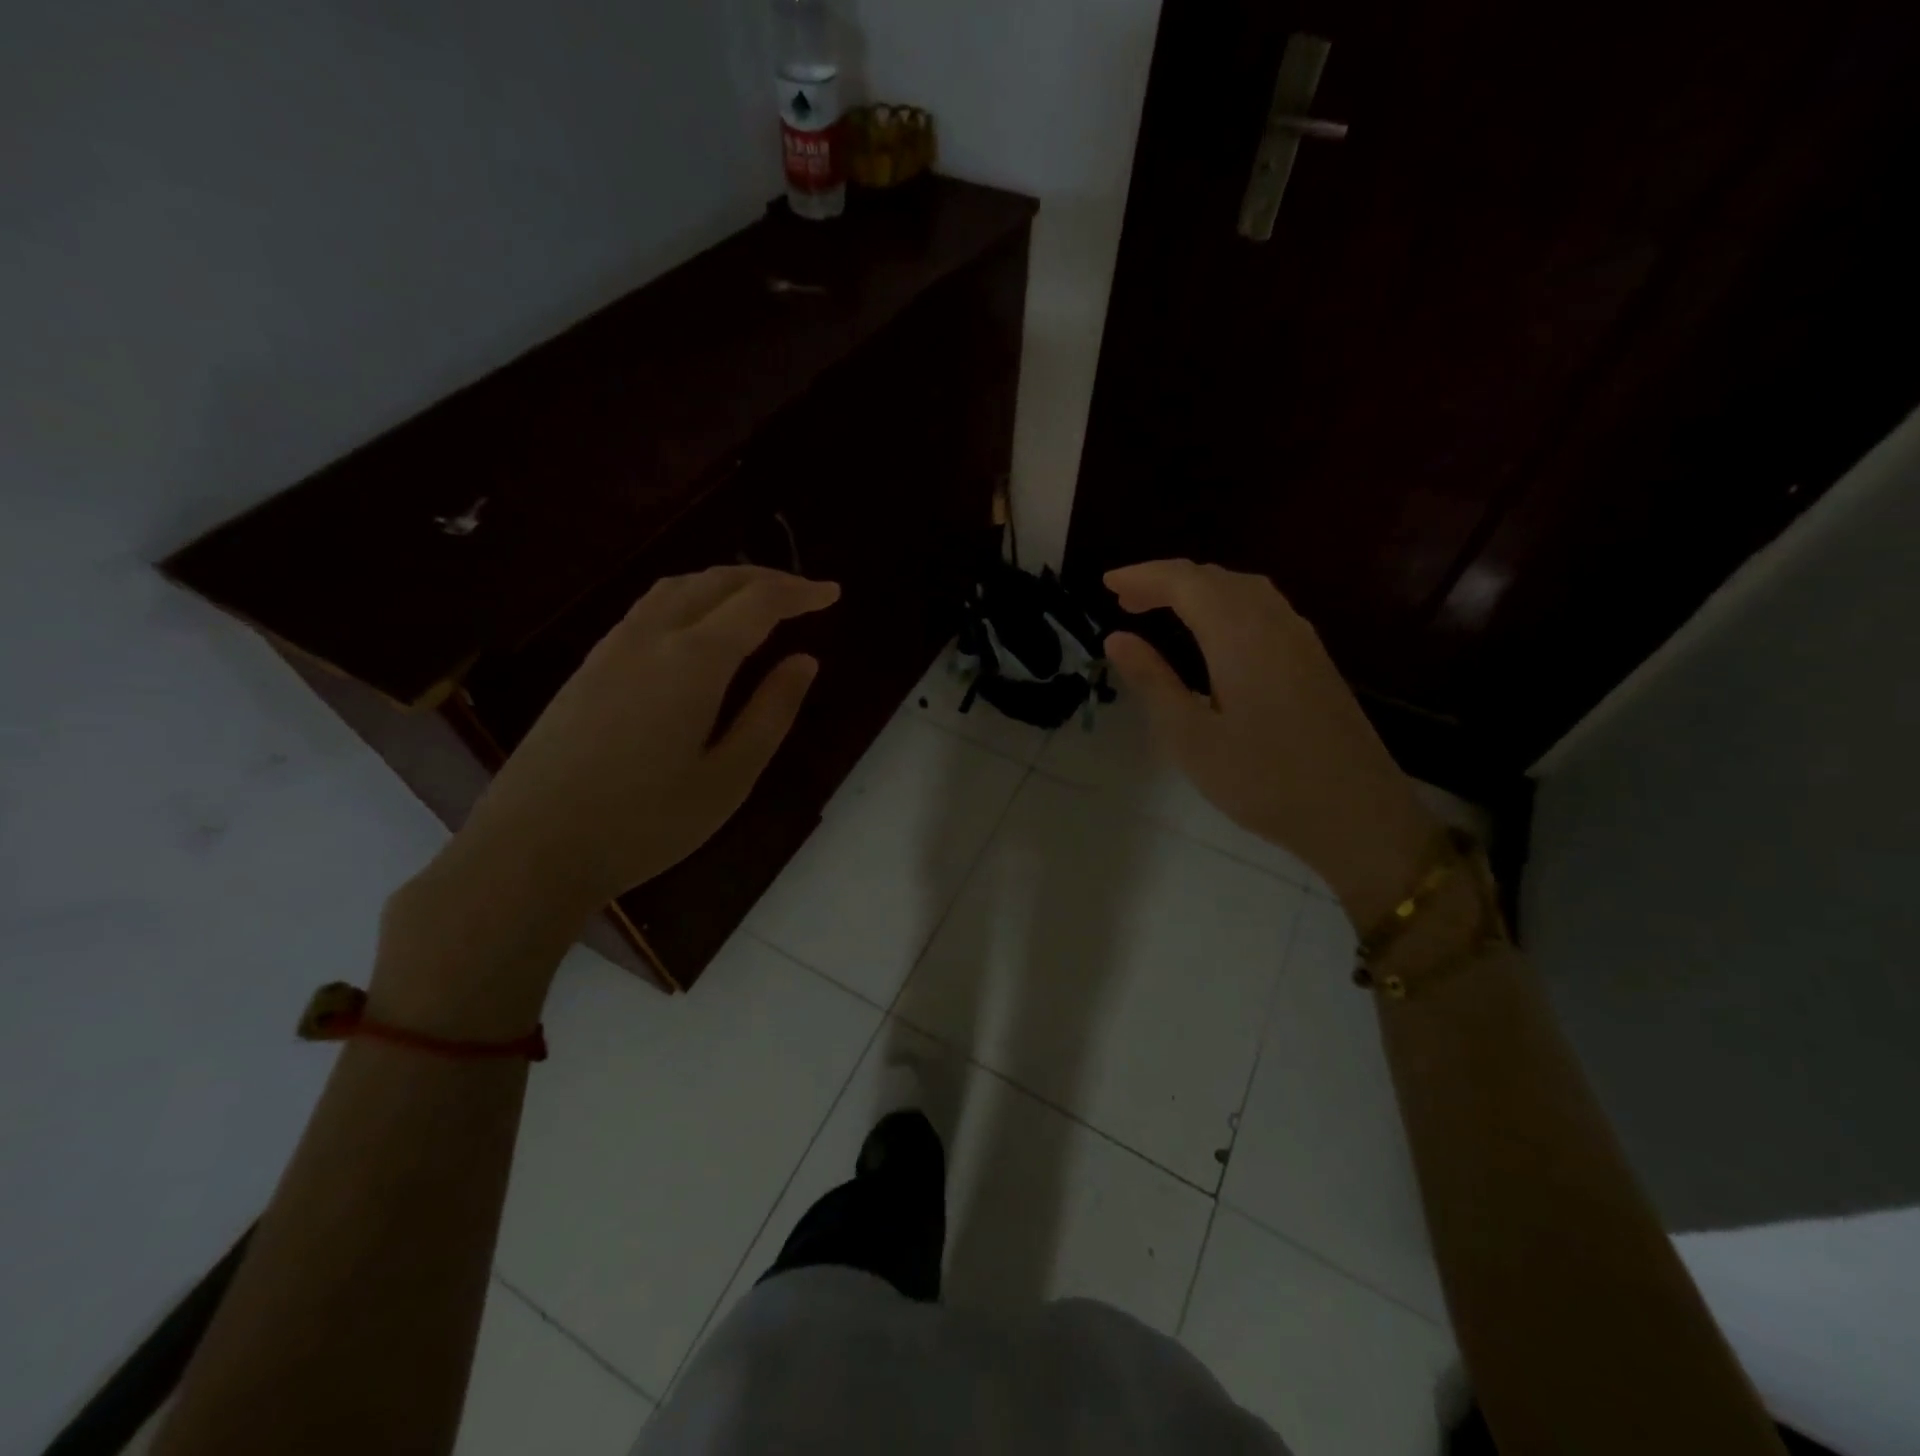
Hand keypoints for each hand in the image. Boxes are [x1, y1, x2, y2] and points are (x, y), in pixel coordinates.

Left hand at [451, 565, 839, 920]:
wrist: (531, 849)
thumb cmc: (644, 823)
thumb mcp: (728, 777)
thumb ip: (770, 713)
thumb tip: (804, 661)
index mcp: (693, 661)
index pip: (757, 604)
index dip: (799, 593)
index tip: (832, 593)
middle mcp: (651, 637)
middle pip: (714, 581)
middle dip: (765, 578)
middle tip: (803, 593)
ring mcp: (611, 648)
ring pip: (675, 588)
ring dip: (723, 582)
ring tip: (756, 601)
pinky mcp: (588, 667)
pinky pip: (648, 609)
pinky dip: (689, 599)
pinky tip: (697, 629)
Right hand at [1103, 559, 1439, 929]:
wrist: (1356, 813)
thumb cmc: (1262, 780)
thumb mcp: (1190, 738)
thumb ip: (1152, 681)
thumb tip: (1116, 638)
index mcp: (1239, 635)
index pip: (1185, 582)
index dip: (1143, 576)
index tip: (1106, 584)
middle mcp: (1274, 623)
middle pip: (1215, 578)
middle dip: (1167, 580)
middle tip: (1125, 600)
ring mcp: (1301, 639)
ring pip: (1243, 589)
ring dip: (1198, 589)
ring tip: (1162, 609)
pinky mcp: (1314, 659)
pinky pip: (1263, 608)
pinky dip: (1225, 604)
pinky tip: (1214, 633)